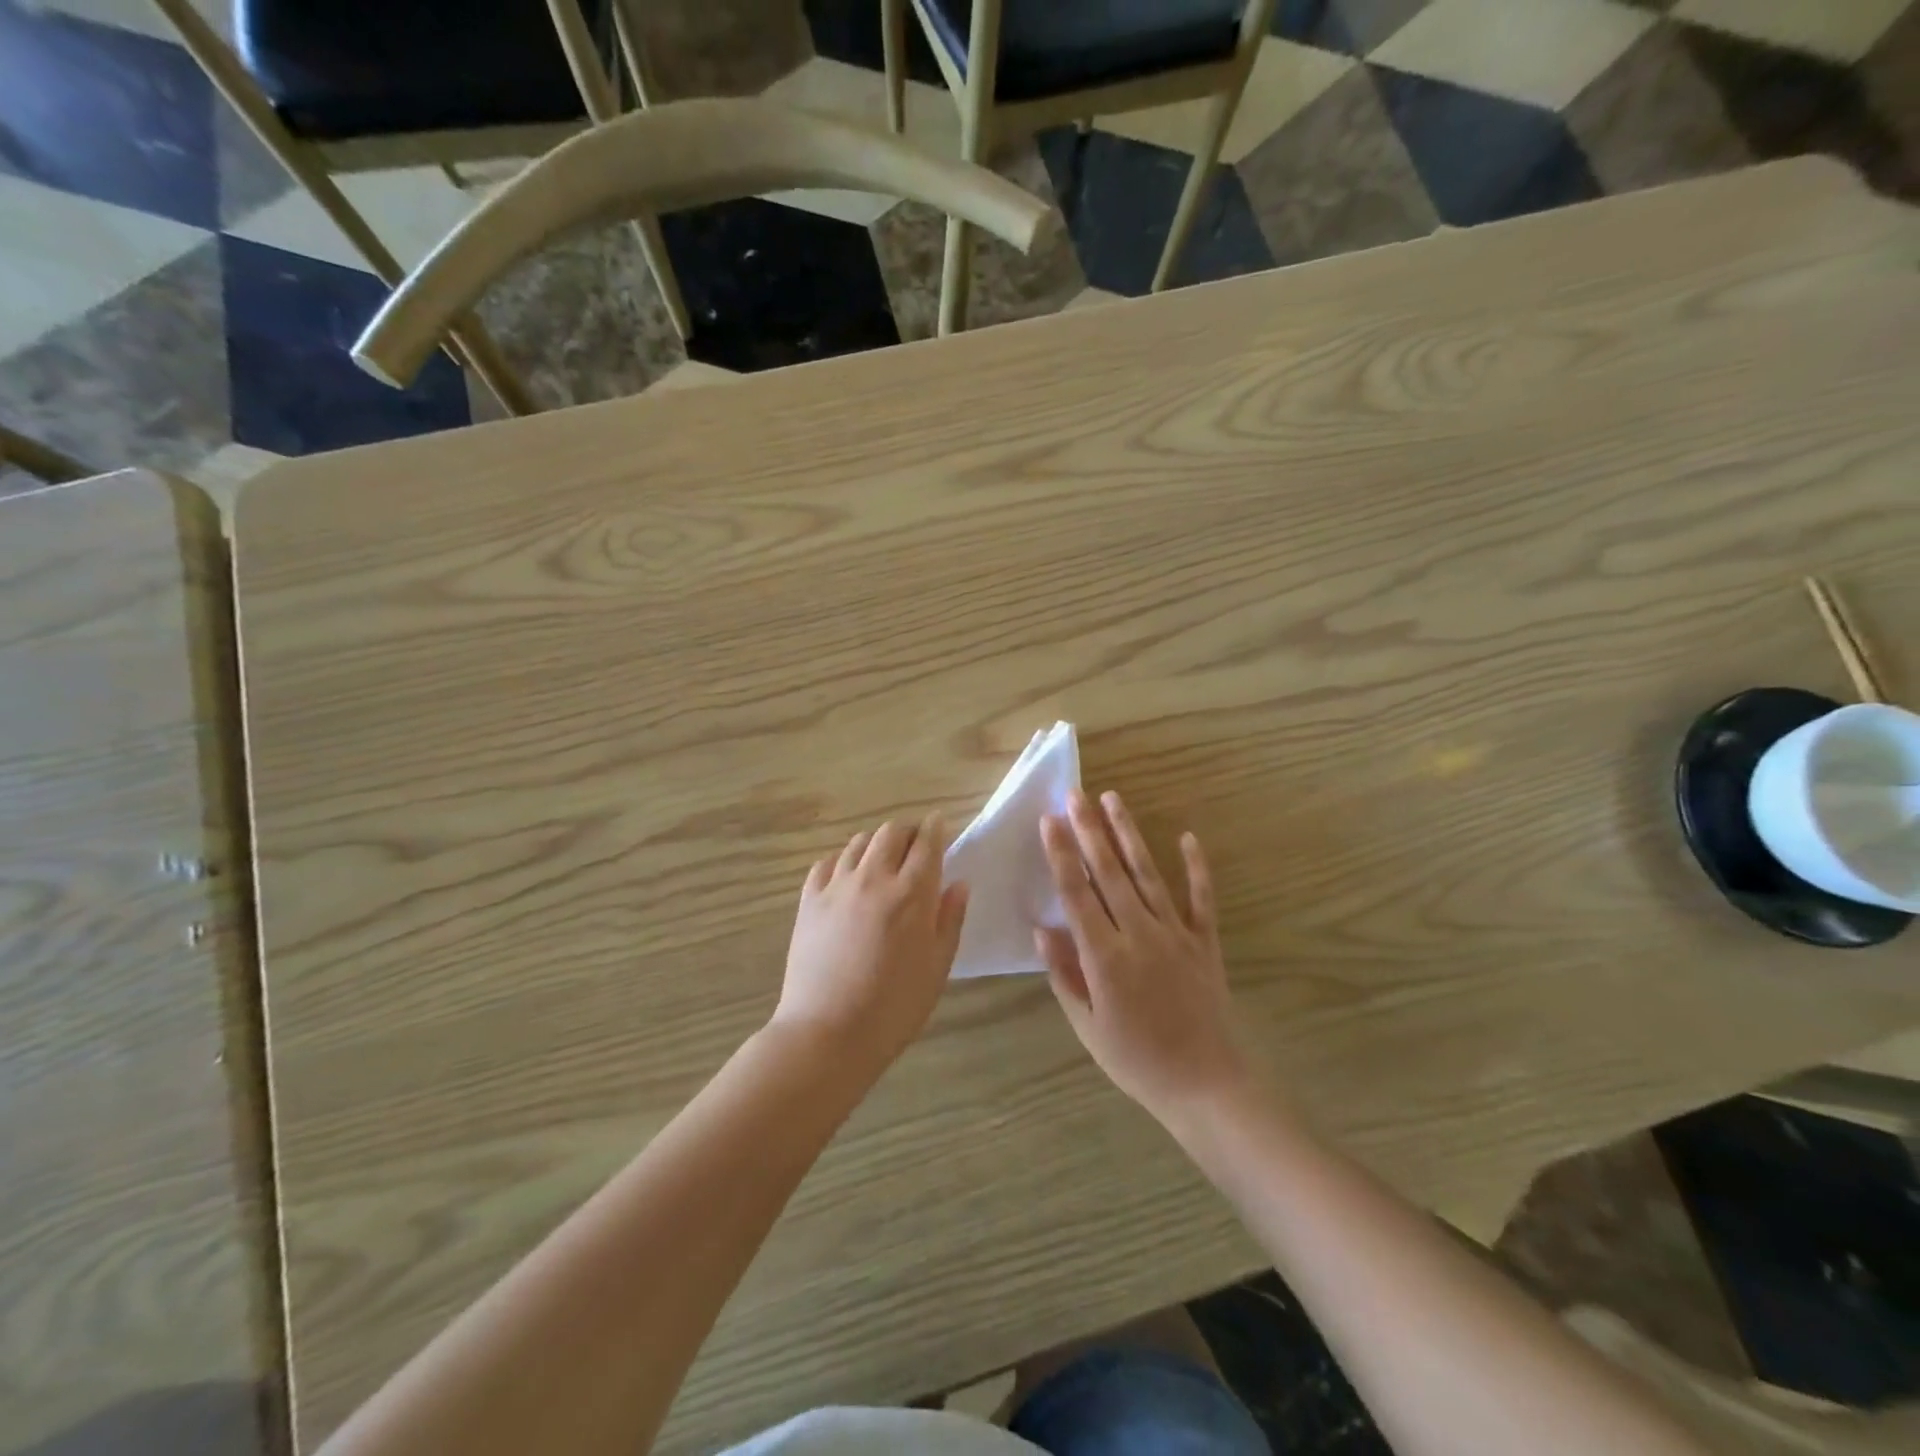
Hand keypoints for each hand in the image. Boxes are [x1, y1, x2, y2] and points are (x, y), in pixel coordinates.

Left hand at [775, 814, 969, 1076]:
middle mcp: (873, 878)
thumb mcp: (937, 967)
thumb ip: (950, 919)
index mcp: (911, 893)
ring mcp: (836, 886)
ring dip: (877, 843)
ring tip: (883, 861)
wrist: (827, 1033)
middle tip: (915, 846)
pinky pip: (826, 863)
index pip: (927, 842)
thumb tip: (958, 883)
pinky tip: (848, 878)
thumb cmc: (894, 1007)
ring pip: (859, 842)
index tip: (940, 825)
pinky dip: (843, 861)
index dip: (936, 828)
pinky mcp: (808, 900)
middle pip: (891, 831)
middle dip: (908, 831)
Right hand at [1038, 790, 1247, 1121]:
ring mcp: (1176, 934)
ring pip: (1148, 874)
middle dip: (1089, 831)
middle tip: (1075, 795)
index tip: (1049, 821)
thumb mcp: (1088, 1026)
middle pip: (1109, 873)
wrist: (1207, 1084)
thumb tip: (1042, 929)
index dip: (1061, 855)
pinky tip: (1186, 837)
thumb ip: (1065, 974)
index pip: (1076, 894)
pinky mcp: (1205, 942)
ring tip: (1113, 800)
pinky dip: (1195, 867)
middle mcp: (1140, 934)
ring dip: (1128, 835)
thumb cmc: (1137, 1061)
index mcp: (1105, 957)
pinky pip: (1201, 898)